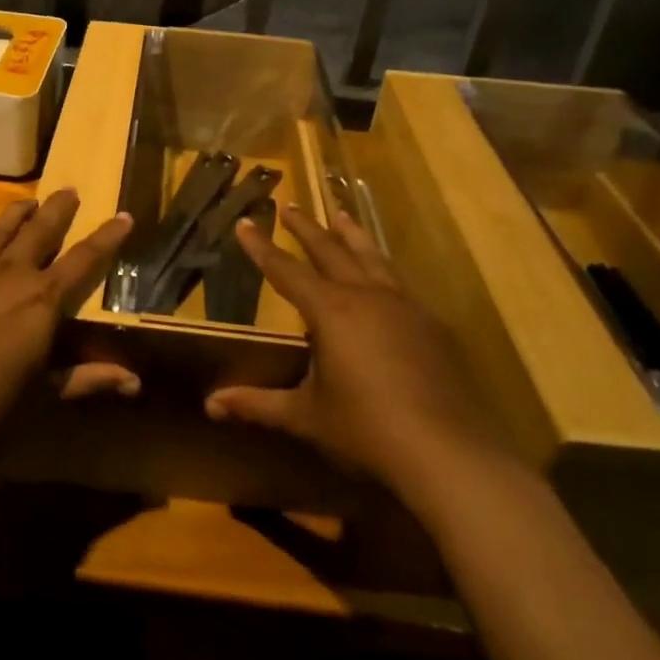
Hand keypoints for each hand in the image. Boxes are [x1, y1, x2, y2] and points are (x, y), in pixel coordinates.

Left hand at [0, 190, 133, 476]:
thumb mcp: (43, 399)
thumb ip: (88, 379)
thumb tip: (135, 382)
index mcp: (41, 300)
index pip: (85, 258)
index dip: (108, 236)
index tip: (124, 215)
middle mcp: (8, 274)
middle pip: (40, 228)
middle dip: (60, 207)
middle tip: (70, 191)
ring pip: (0, 229)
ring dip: (20, 213)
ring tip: (30, 202)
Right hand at [204, 206, 503, 489]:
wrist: (448, 453)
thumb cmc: (366, 430)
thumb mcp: (306, 416)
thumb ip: (258, 405)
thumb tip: (212, 404)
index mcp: (331, 311)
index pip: (286, 270)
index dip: (261, 247)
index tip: (245, 222)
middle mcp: (366, 296)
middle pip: (330, 250)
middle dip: (306, 228)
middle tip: (290, 205)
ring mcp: (404, 306)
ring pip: (371, 257)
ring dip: (351, 234)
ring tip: (340, 215)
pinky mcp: (431, 324)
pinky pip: (399, 282)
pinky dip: (382, 267)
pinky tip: (384, 275)